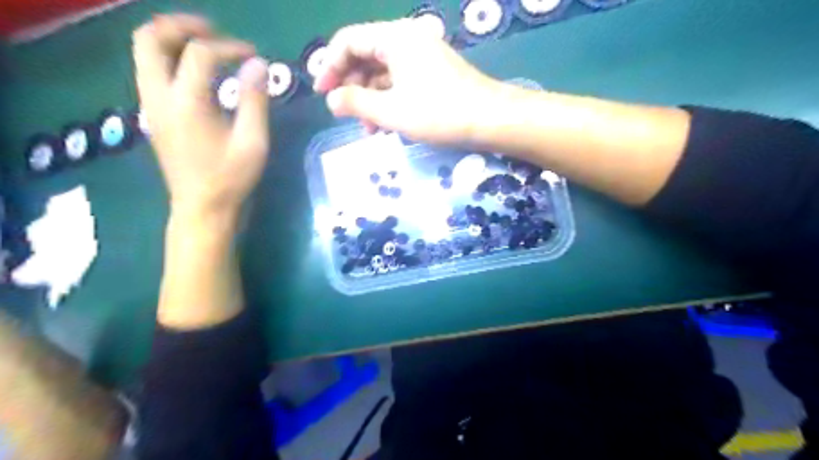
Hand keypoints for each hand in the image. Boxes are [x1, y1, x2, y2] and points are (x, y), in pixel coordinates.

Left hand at [132, 13, 270, 216]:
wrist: (202, 207)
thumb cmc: (231, 177)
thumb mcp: (253, 142)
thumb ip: (255, 100)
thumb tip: (259, 64)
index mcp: (187, 102)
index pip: (201, 53)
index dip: (230, 47)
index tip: (254, 56)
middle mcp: (159, 96)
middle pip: (150, 38)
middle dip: (181, 26)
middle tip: (213, 30)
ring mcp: (151, 105)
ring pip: (144, 52)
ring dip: (171, 39)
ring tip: (205, 44)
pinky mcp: (153, 115)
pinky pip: (151, 71)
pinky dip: (170, 58)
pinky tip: (196, 71)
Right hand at [315, 18, 499, 144]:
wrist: (490, 120)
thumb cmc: (440, 113)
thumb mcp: (392, 111)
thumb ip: (356, 103)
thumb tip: (332, 100)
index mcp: (395, 38)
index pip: (349, 41)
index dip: (330, 66)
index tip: (321, 94)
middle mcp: (407, 39)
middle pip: (365, 55)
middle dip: (352, 86)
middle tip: (346, 114)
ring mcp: (422, 55)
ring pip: (383, 72)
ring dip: (371, 98)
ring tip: (369, 129)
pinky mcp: (432, 72)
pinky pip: (400, 80)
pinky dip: (389, 99)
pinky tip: (387, 123)